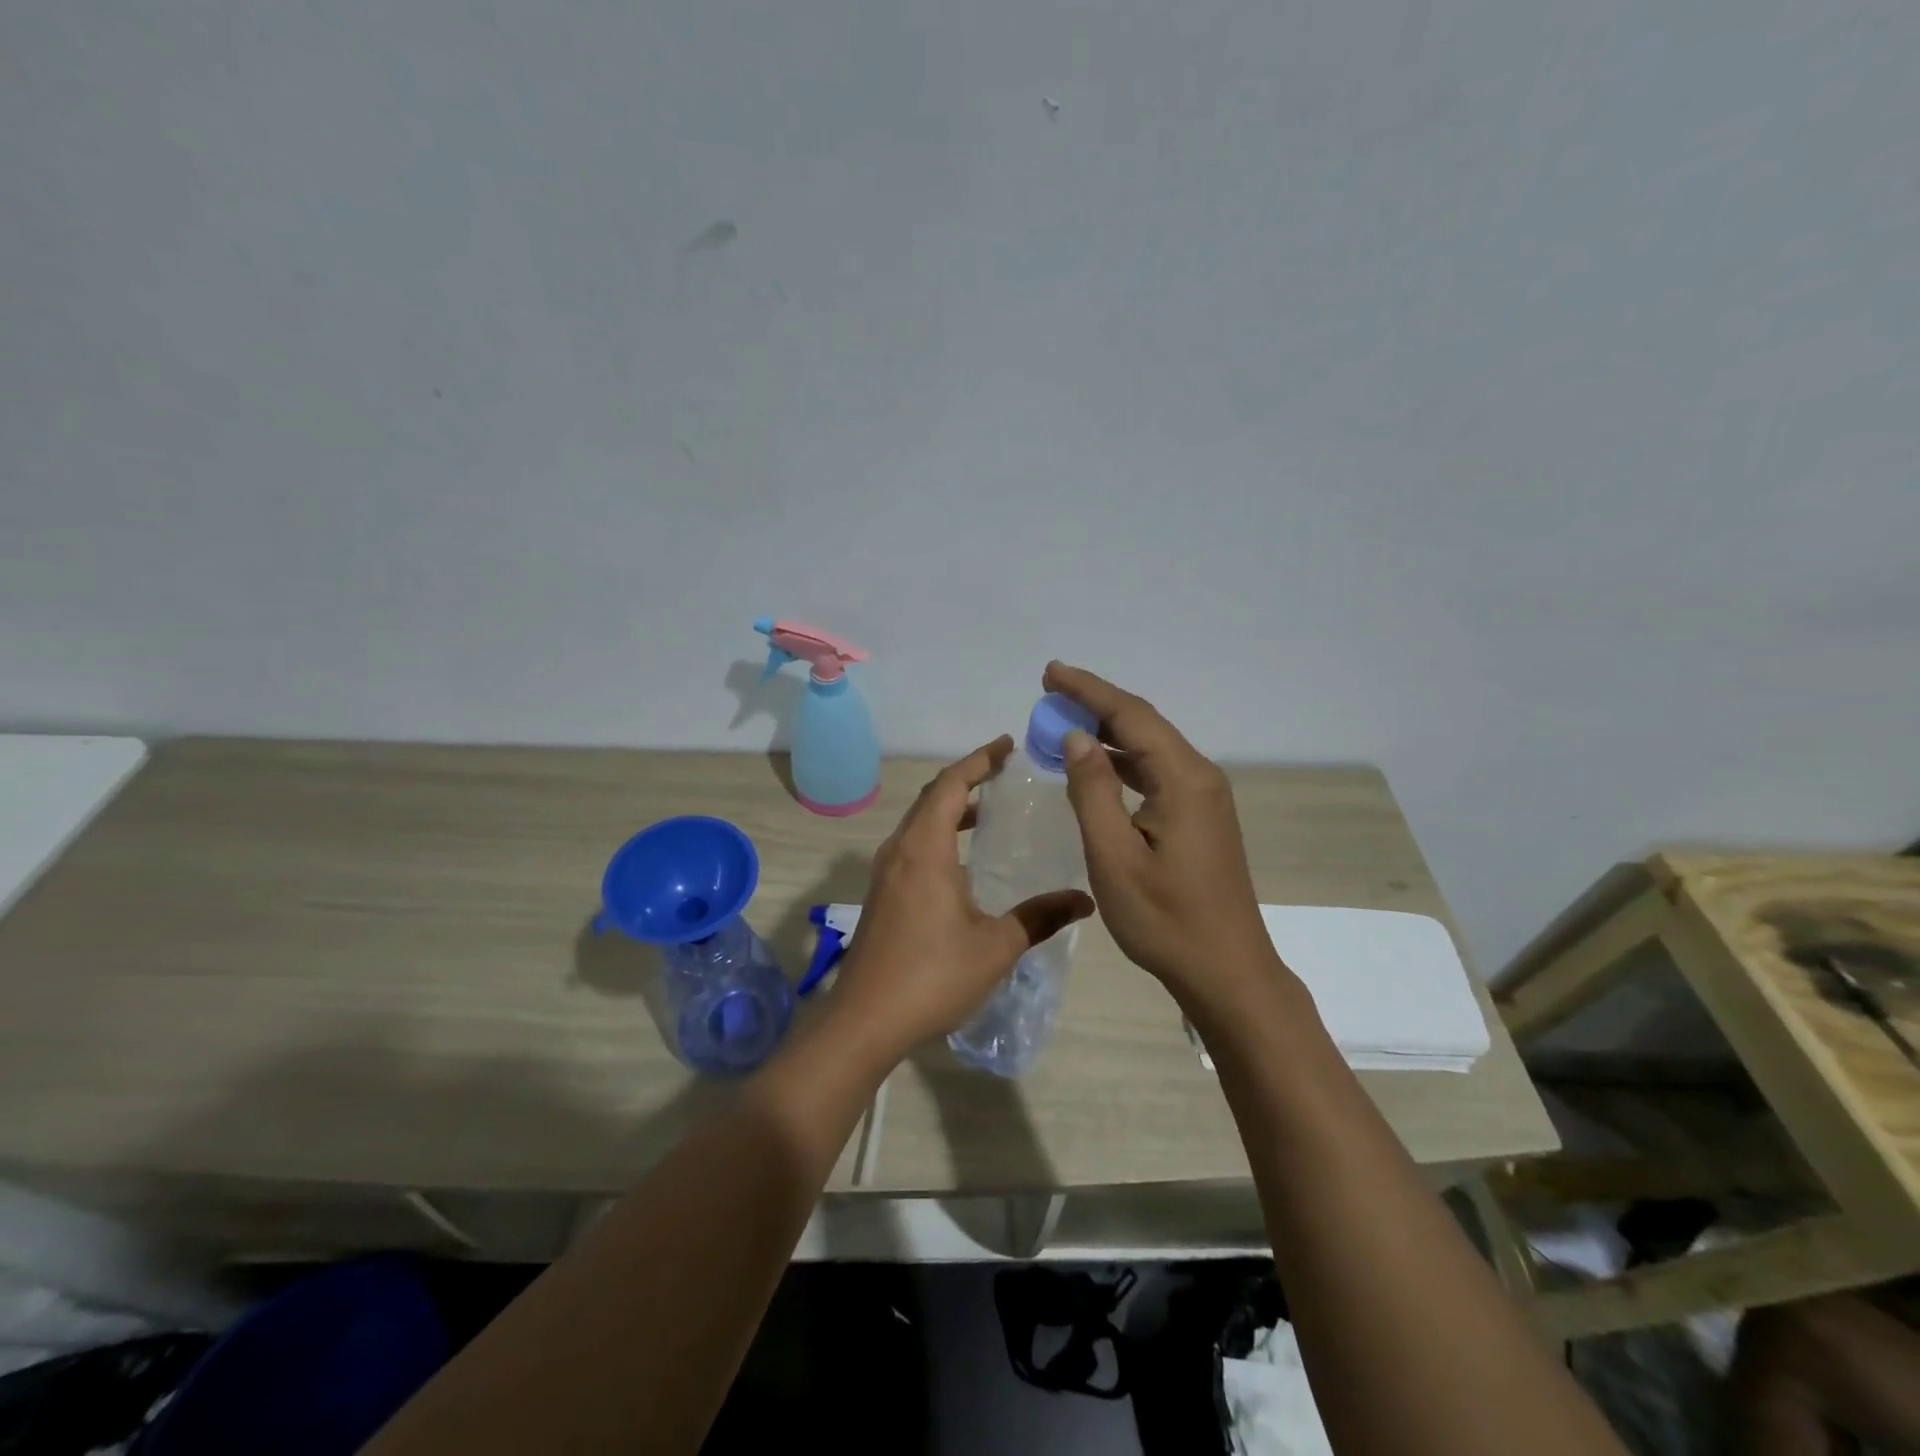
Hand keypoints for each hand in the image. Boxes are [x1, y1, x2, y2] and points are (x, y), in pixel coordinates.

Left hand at [828, 736, 1094, 1063]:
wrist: (864, 1020)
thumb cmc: (932, 976)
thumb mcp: (996, 946)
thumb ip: (1040, 916)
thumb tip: (1084, 899)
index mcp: (925, 849)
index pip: (952, 785)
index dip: (979, 760)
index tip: (1007, 744)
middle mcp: (901, 850)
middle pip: (933, 797)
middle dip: (967, 778)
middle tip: (1005, 772)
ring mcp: (886, 872)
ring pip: (920, 822)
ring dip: (952, 807)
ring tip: (991, 809)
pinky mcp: (882, 894)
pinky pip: (913, 845)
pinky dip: (940, 833)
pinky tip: (964, 859)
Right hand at [1043, 662, 1274, 998]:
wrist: (1226, 970)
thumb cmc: (1165, 919)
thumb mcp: (1114, 857)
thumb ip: (1093, 791)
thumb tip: (1077, 736)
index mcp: (1183, 779)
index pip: (1132, 715)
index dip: (1088, 690)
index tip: (1050, 673)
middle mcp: (1199, 777)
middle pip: (1144, 724)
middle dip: (1095, 704)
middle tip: (1049, 693)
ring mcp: (1203, 798)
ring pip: (1150, 748)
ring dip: (1107, 733)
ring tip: (1062, 723)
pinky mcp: (1200, 817)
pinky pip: (1156, 772)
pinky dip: (1122, 761)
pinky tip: (1096, 767)